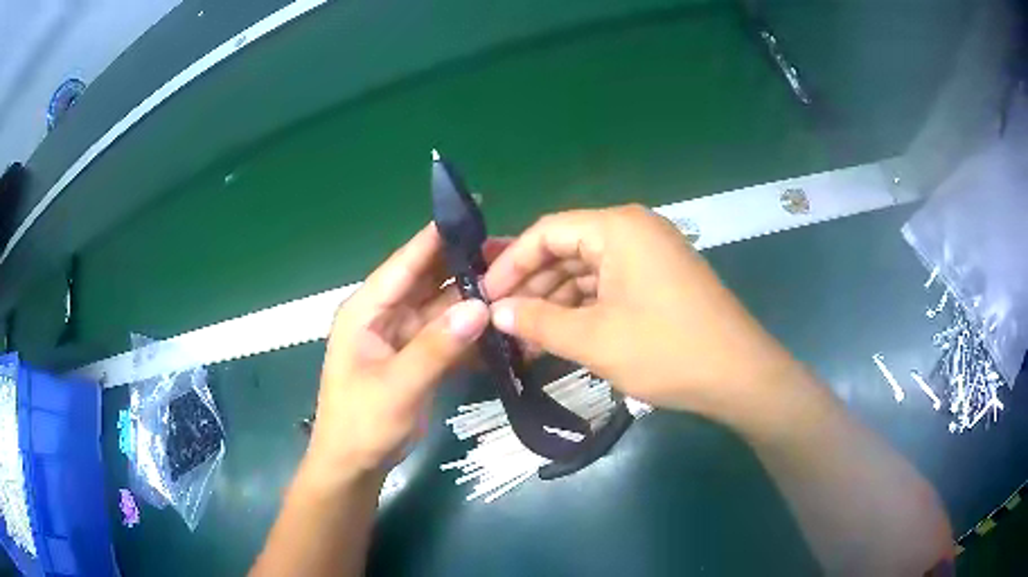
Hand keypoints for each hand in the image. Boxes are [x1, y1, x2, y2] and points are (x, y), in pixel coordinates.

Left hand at [304, 224, 490, 485]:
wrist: (354, 465)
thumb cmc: (361, 424)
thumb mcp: (397, 387)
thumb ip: (436, 347)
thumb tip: (480, 307)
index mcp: (366, 311)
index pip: (405, 263)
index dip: (436, 236)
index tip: (472, 209)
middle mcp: (384, 315)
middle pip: (427, 280)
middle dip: (463, 264)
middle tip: (509, 248)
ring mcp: (402, 336)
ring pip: (440, 306)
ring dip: (471, 297)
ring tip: (513, 280)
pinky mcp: (416, 356)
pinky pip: (446, 334)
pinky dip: (469, 329)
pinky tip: (498, 323)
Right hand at [483, 205, 797, 418]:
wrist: (739, 375)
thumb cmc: (667, 351)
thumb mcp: (595, 339)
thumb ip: (538, 321)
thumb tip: (495, 312)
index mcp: (617, 228)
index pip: (546, 232)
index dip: (510, 263)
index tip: (485, 296)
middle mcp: (633, 231)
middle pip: (566, 249)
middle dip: (532, 286)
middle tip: (501, 321)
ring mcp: (649, 255)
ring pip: (586, 270)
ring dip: (555, 301)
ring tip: (525, 336)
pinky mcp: (658, 280)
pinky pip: (608, 285)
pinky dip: (583, 308)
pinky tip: (560, 335)